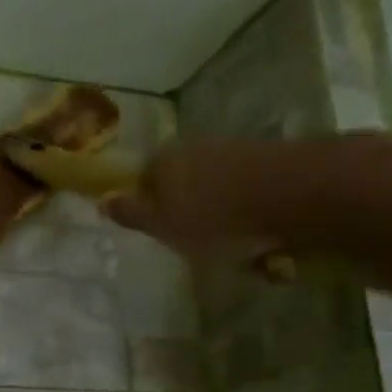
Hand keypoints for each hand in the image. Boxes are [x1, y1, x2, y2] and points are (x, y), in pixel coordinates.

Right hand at [102, 136, 289, 261]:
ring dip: (218, 212)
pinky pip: (245, 190)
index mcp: (162, 160)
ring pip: (214, 185)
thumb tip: (102, 200)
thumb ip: (132, 214)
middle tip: (193, 239)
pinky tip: (257, 233)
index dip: (148, 205)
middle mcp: (194, 147)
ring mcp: (232, 149)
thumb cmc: (212, 217)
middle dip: (185, 208)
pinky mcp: (266, 159)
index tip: (158, 230)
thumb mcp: (161, 225)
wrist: (289, 195)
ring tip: (230, 244)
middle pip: (180, 180)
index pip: (143, 179)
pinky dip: (246, 210)